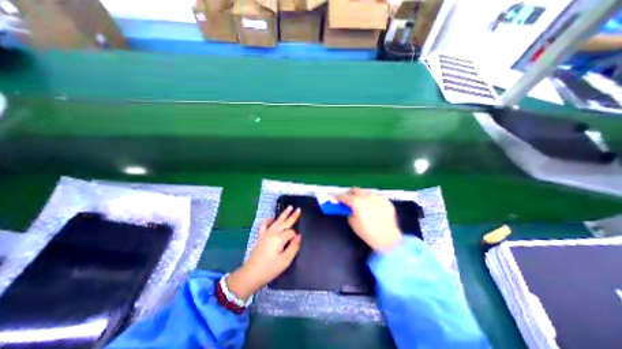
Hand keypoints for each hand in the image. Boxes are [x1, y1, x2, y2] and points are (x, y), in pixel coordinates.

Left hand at [227, 206, 302, 300]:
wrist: (251, 273)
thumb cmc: (270, 268)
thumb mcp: (285, 260)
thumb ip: (293, 247)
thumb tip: (299, 236)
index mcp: (279, 238)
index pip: (291, 233)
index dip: (295, 236)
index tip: (296, 242)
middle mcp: (273, 232)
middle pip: (285, 222)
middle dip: (292, 216)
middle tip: (298, 209)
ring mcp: (266, 233)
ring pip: (277, 221)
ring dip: (283, 214)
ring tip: (289, 207)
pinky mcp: (261, 236)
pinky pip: (265, 224)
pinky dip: (269, 220)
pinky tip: (272, 217)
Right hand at [336, 188, 402, 250]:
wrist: (387, 238)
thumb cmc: (366, 232)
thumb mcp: (352, 222)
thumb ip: (349, 212)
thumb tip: (348, 208)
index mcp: (356, 202)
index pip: (344, 196)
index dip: (338, 197)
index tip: (336, 199)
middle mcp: (367, 196)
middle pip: (355, 190)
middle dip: (350, 194)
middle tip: (348, 200)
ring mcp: (377, 198)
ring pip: (366, 192)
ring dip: (361, 196)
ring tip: (362, 205)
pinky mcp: (386, 201)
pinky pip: (376, 198)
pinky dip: (372, 201)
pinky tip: (373, 209)